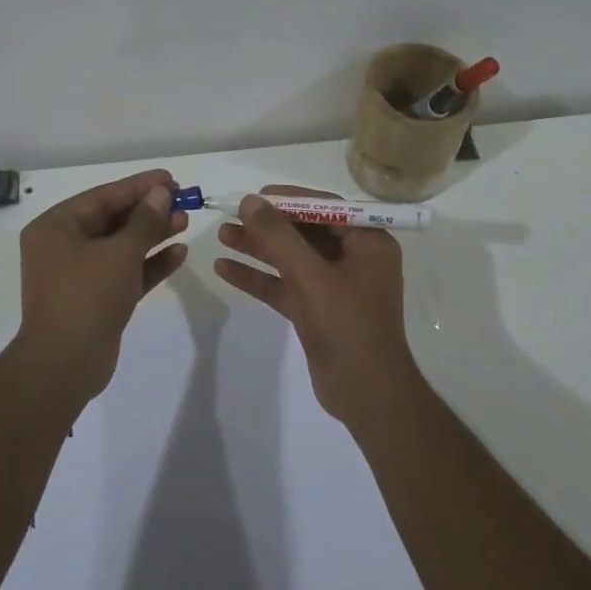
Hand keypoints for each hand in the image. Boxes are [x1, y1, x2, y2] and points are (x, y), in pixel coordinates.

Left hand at [15, 168, 187, 407]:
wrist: (65, 366)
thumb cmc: (87, 297)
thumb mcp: (120, 253)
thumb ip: (144, 221)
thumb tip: (161, 193)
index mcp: (56, 227)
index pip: (103, 196)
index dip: (139, 186)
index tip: (171, 178)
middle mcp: (63, 246)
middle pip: (112, 219)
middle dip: (148, 211)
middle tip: (183, 200)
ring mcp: (78, 274)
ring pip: (121, 246)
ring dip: (152, 235)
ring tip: (185, 222)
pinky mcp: (95, 298)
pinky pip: (124, 271)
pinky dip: (148, 263)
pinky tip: (179, 253)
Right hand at [214, 185, 420, 426]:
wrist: (365, 393)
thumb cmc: (346, 324)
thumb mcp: (309, 275)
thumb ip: (278, 236)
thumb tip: (250, 201)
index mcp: (368, 243)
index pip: (325, 208)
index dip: (289, 199)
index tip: (255, 196)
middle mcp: (355, 259)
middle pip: (305, 232)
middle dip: (267, 225)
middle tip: (231, 216)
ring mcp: (336, 287)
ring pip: (292, 259)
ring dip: (259, 248)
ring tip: (222, 235)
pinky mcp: (319, 311)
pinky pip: (286, 285)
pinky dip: (260, 278)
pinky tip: (225, 269)